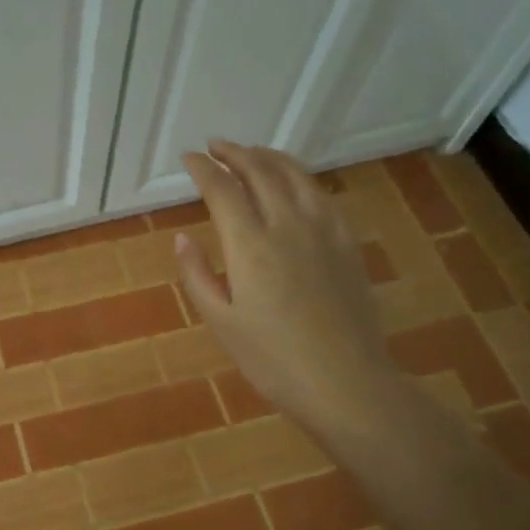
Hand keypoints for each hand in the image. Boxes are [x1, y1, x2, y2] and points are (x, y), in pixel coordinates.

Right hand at [176, 142, 403, 436]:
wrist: (346, 382)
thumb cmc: (273, 360)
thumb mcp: (221, 322)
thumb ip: (197, 275)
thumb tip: (182, 238)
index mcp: (250, 245)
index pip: (222, 190)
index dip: (203, 169)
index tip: (189, 158)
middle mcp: (287, 225)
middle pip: (260, 171)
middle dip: (234, 153)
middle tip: (216, 147)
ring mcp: (323, 230)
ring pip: (295, 175)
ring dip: (269, 157)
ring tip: (252, 152)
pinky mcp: (346, 242)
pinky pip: (321, 194)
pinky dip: (300, 177)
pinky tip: (294, 183)